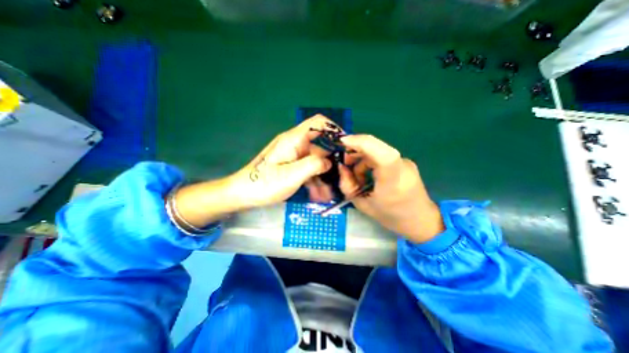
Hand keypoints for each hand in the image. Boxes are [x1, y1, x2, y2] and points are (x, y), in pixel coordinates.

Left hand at [171, 115, 339, 227]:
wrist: (244, 193)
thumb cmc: (265, 184)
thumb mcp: (291, 175)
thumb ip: (313, 165)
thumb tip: (329, 161)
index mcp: (294, 139)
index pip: (318, 122)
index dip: (334, 130)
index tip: (344, 147)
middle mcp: (295, 143)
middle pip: (320, 142)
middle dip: (331, 158)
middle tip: (340, 175)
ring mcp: (293, 154)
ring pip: (316, 157)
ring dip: (324, 172)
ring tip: (328, 190)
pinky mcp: (291, 163)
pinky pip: (309, 166)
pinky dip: (315, 176)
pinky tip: (319, 191)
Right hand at [336, 134, 443, 243]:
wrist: (420, 219)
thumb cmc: (390, 216)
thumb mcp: (362, 205)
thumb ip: (348, 185)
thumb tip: (341, 167)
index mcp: (393, 180)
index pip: (380, 153)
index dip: (360, 142)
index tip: (341, 142)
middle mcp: (402, 166)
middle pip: (376, 147)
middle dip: (355, 149)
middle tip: (344, 163)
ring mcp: (405, 162)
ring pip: (376, 151)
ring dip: (361, 159)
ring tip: (357, 177)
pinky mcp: (404, 162)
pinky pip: (381, 156)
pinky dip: (369, 162)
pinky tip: (367, 176)